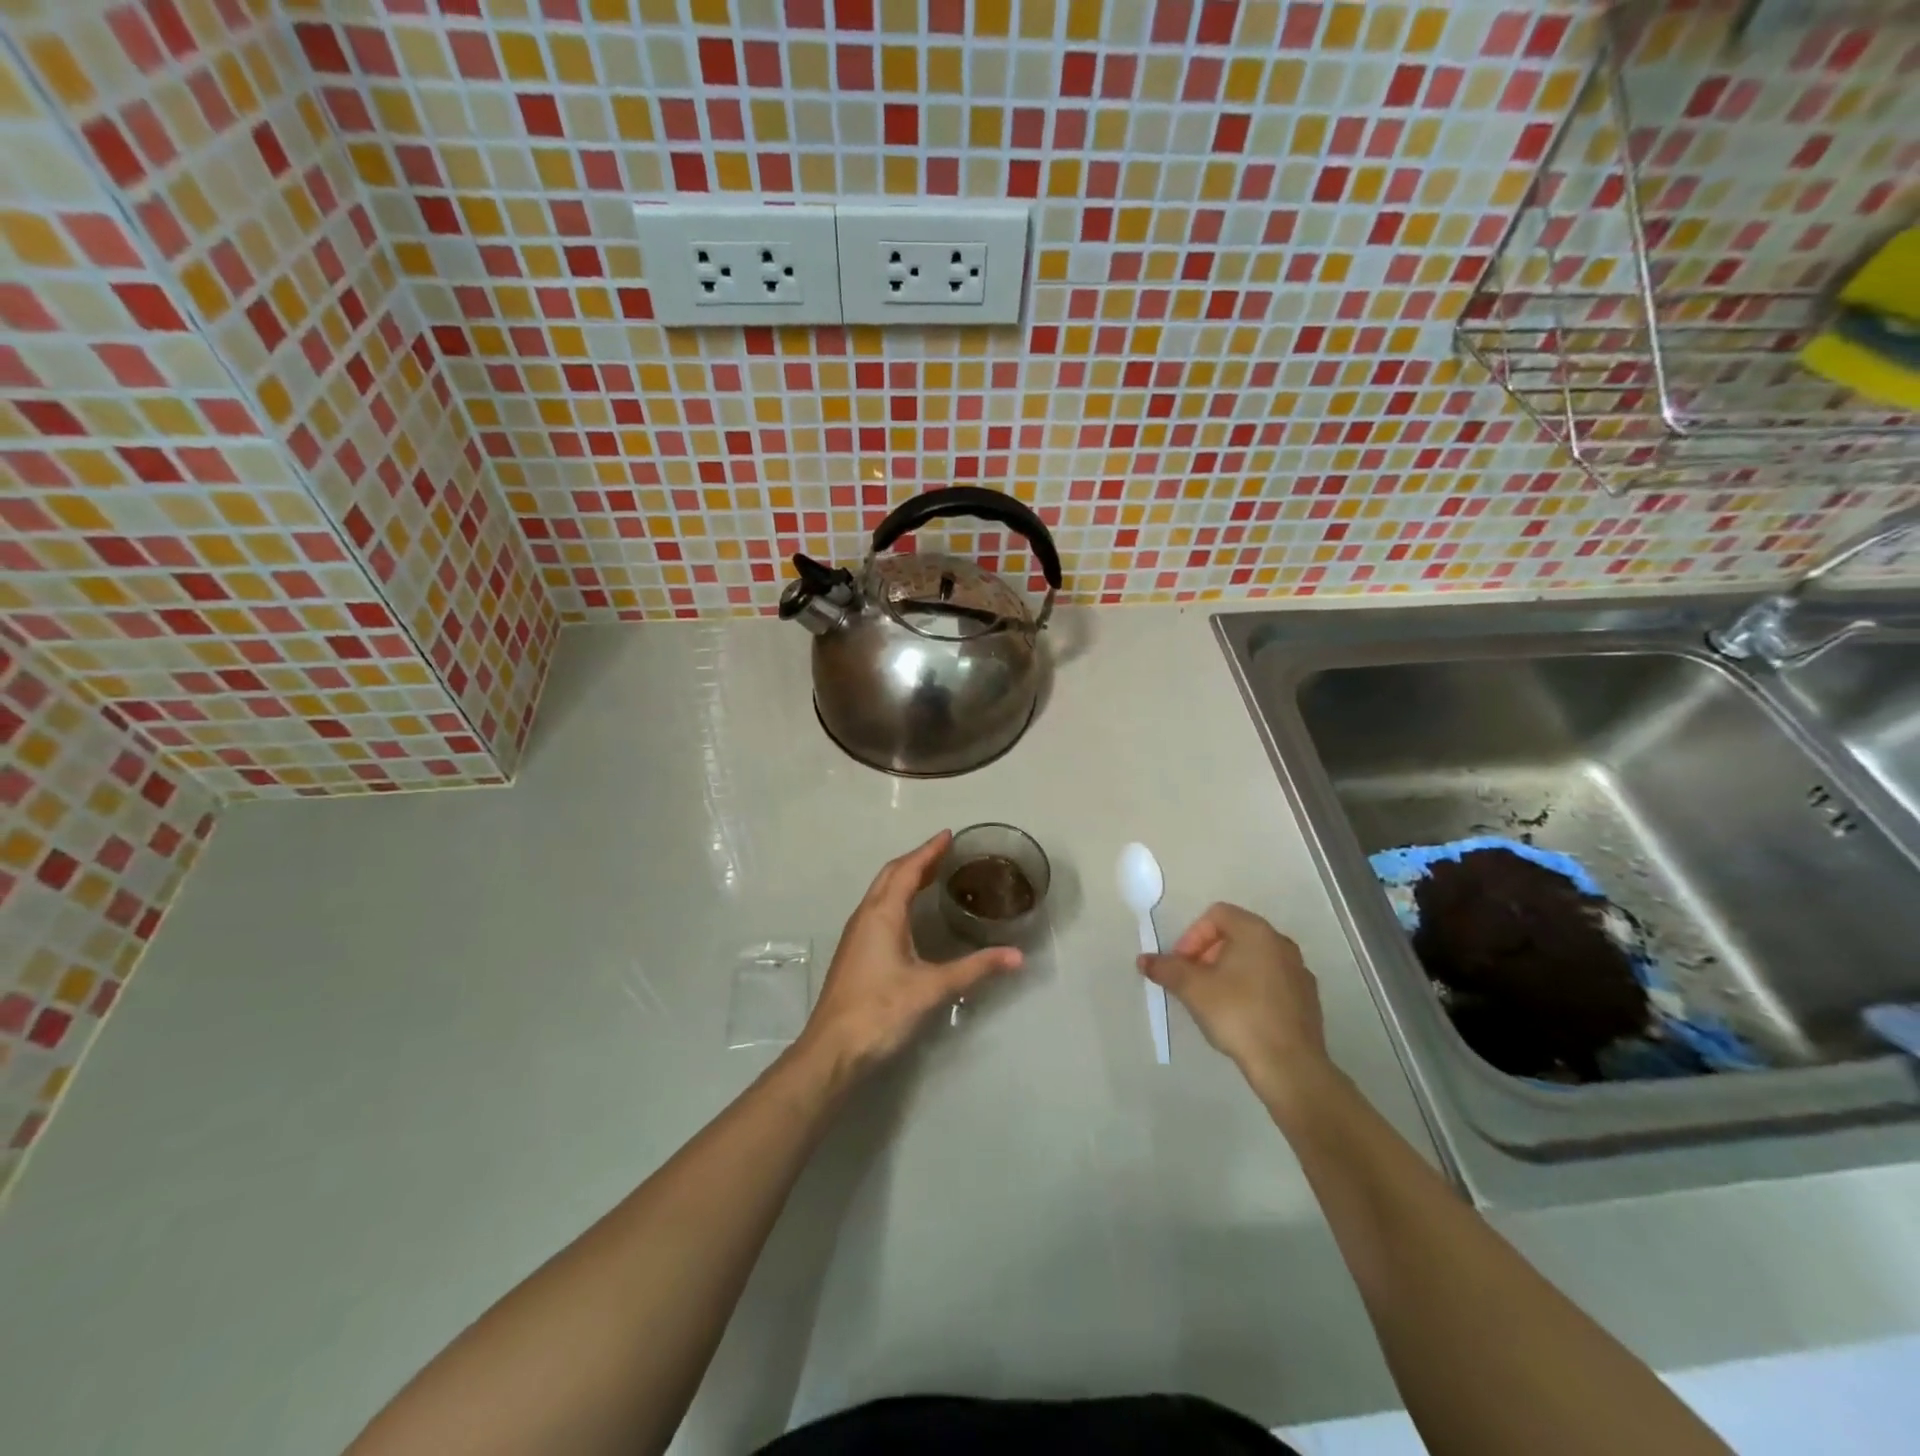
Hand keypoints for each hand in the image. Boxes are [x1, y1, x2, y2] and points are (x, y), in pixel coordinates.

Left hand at [801, 831, 1021, 1073]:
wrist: (832, 1050)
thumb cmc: (881, 1011)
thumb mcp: (932, 988)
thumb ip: (975, 969)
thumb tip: (1016, 956)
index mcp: (883, 914)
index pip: (908, 870)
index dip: (929, 851)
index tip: (948, 835)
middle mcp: (866, 916)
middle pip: (891, 875)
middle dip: (917, 860)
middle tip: (944, 852)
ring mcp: (856, 934)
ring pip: (881, 892)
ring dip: (905, 878)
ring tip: (932, 875)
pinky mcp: (854, 952)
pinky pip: (878, 909)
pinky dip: (897, 897)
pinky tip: (910, 913)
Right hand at [1139, 902, 1331, 1103]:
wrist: (1289, 1065)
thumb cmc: (1238, 1014)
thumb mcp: (1192, 989)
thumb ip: (1166, 968)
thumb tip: (1144, 960)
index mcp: (1256, 931)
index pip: (1217, 914)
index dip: (1192, 936)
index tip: (1182, 965)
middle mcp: (1281, 943)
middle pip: (1236, 935)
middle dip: (1207, 953)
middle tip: (1193, 981)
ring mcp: (1299, 971)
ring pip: (1254, 959)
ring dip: (1229, 971)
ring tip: (1214, 1000)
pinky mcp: (1307, 999)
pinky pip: (1271, 981)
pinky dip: (1251, 989)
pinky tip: (1241, 1016)